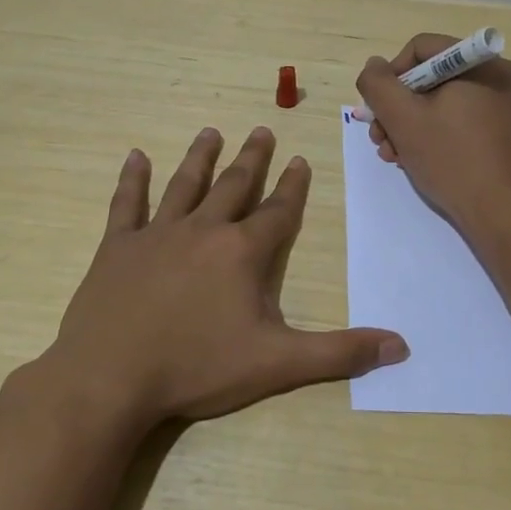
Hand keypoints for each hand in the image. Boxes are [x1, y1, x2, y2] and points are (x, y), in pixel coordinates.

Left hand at [32, 126, 407, 429]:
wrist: (110, 379)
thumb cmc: (197, 368)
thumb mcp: (277, 364)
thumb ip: (339, 353)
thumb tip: (400, 347)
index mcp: (242, 253)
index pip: (277, 211)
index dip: (293, 186)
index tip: (300, 159)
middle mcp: (203, 231)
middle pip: (233, 186)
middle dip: (251, 159)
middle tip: (261, 131)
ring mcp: (156, 235)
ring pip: (184, 185)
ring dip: (200, 158)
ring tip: (211, 132)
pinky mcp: (117, 248)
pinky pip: (126, 204)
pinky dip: (132, 179)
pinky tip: (135, 156)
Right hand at [355, 34, 510, 237]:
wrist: (503, 212)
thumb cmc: (452, 159)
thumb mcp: (403, 119)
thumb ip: (379, 85)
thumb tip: (375, 66)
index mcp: (479, 62)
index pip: (420, 49)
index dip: (391, 76)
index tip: (379, 111)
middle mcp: (495, 76)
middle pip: (429, 78)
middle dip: (397, 109)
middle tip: (380, 139)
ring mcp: (501, 106)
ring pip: (440, 103)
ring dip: (409, 126)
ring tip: (393, 156)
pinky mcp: (501, 133)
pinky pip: (458, 121)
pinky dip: (433, 136)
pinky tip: (416, 161)